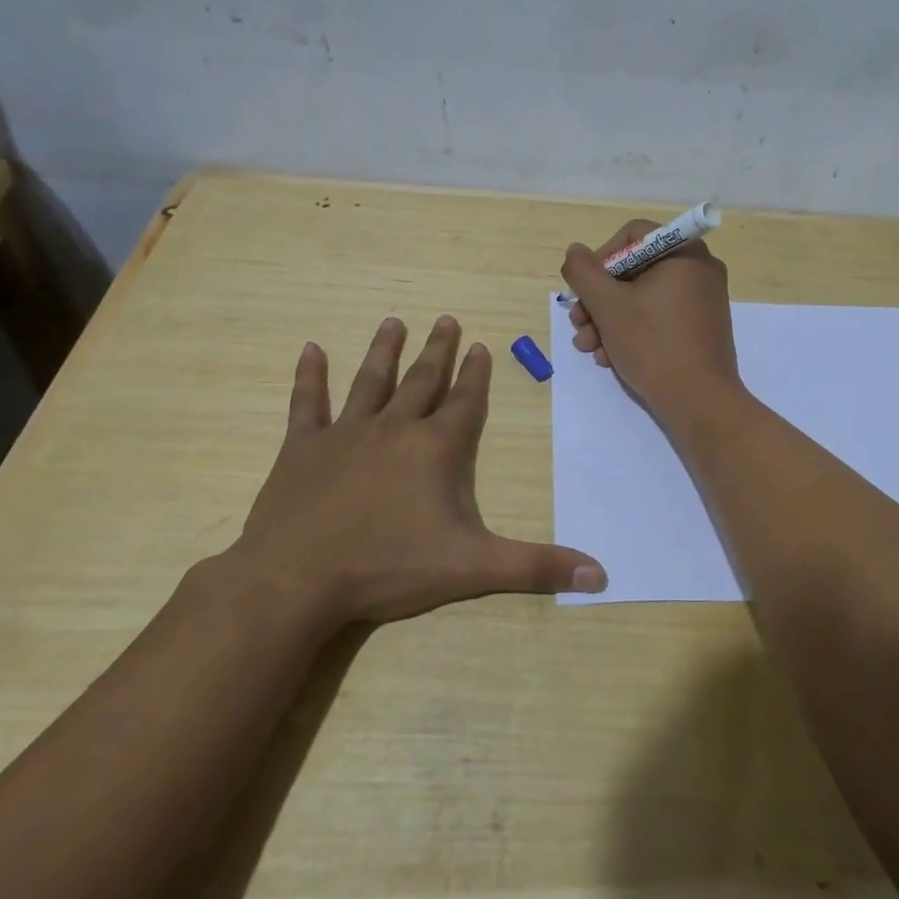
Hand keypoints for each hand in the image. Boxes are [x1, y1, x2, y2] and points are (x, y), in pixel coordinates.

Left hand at [230, 314, 606, 631]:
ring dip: (384, 351)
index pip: (464, 402)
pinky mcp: (302, 449)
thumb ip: (536, 567)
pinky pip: (307, 404)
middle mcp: (393, 429)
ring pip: (370, 381)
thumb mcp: (472, 569)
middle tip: (447, 318)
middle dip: (438, 350)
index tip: (480, 345)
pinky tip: (311, 349)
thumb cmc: (388, 567)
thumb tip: (601, 573)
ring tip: (393, 321)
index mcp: (434, 449)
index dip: (476, 375)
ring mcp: (345, 435)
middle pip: (422, 381)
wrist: (296, 580)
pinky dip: (309, 376)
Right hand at [561, 219, 740, 417]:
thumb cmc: (653, 344)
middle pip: (635, 270)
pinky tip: (609, 357)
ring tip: (588, 347)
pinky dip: (632, 332)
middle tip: (578, 323)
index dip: (601, 259)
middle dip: (599, 299)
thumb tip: (575, 252)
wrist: (699, 402)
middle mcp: (699, 270)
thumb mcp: (608, 306)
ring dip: (608, 320)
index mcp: (684, 253)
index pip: (633, 235)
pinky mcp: (700, 329)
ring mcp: (702, 301)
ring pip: (643, 298)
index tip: (583, 289)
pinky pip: (659, 317)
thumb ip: (584, 272)